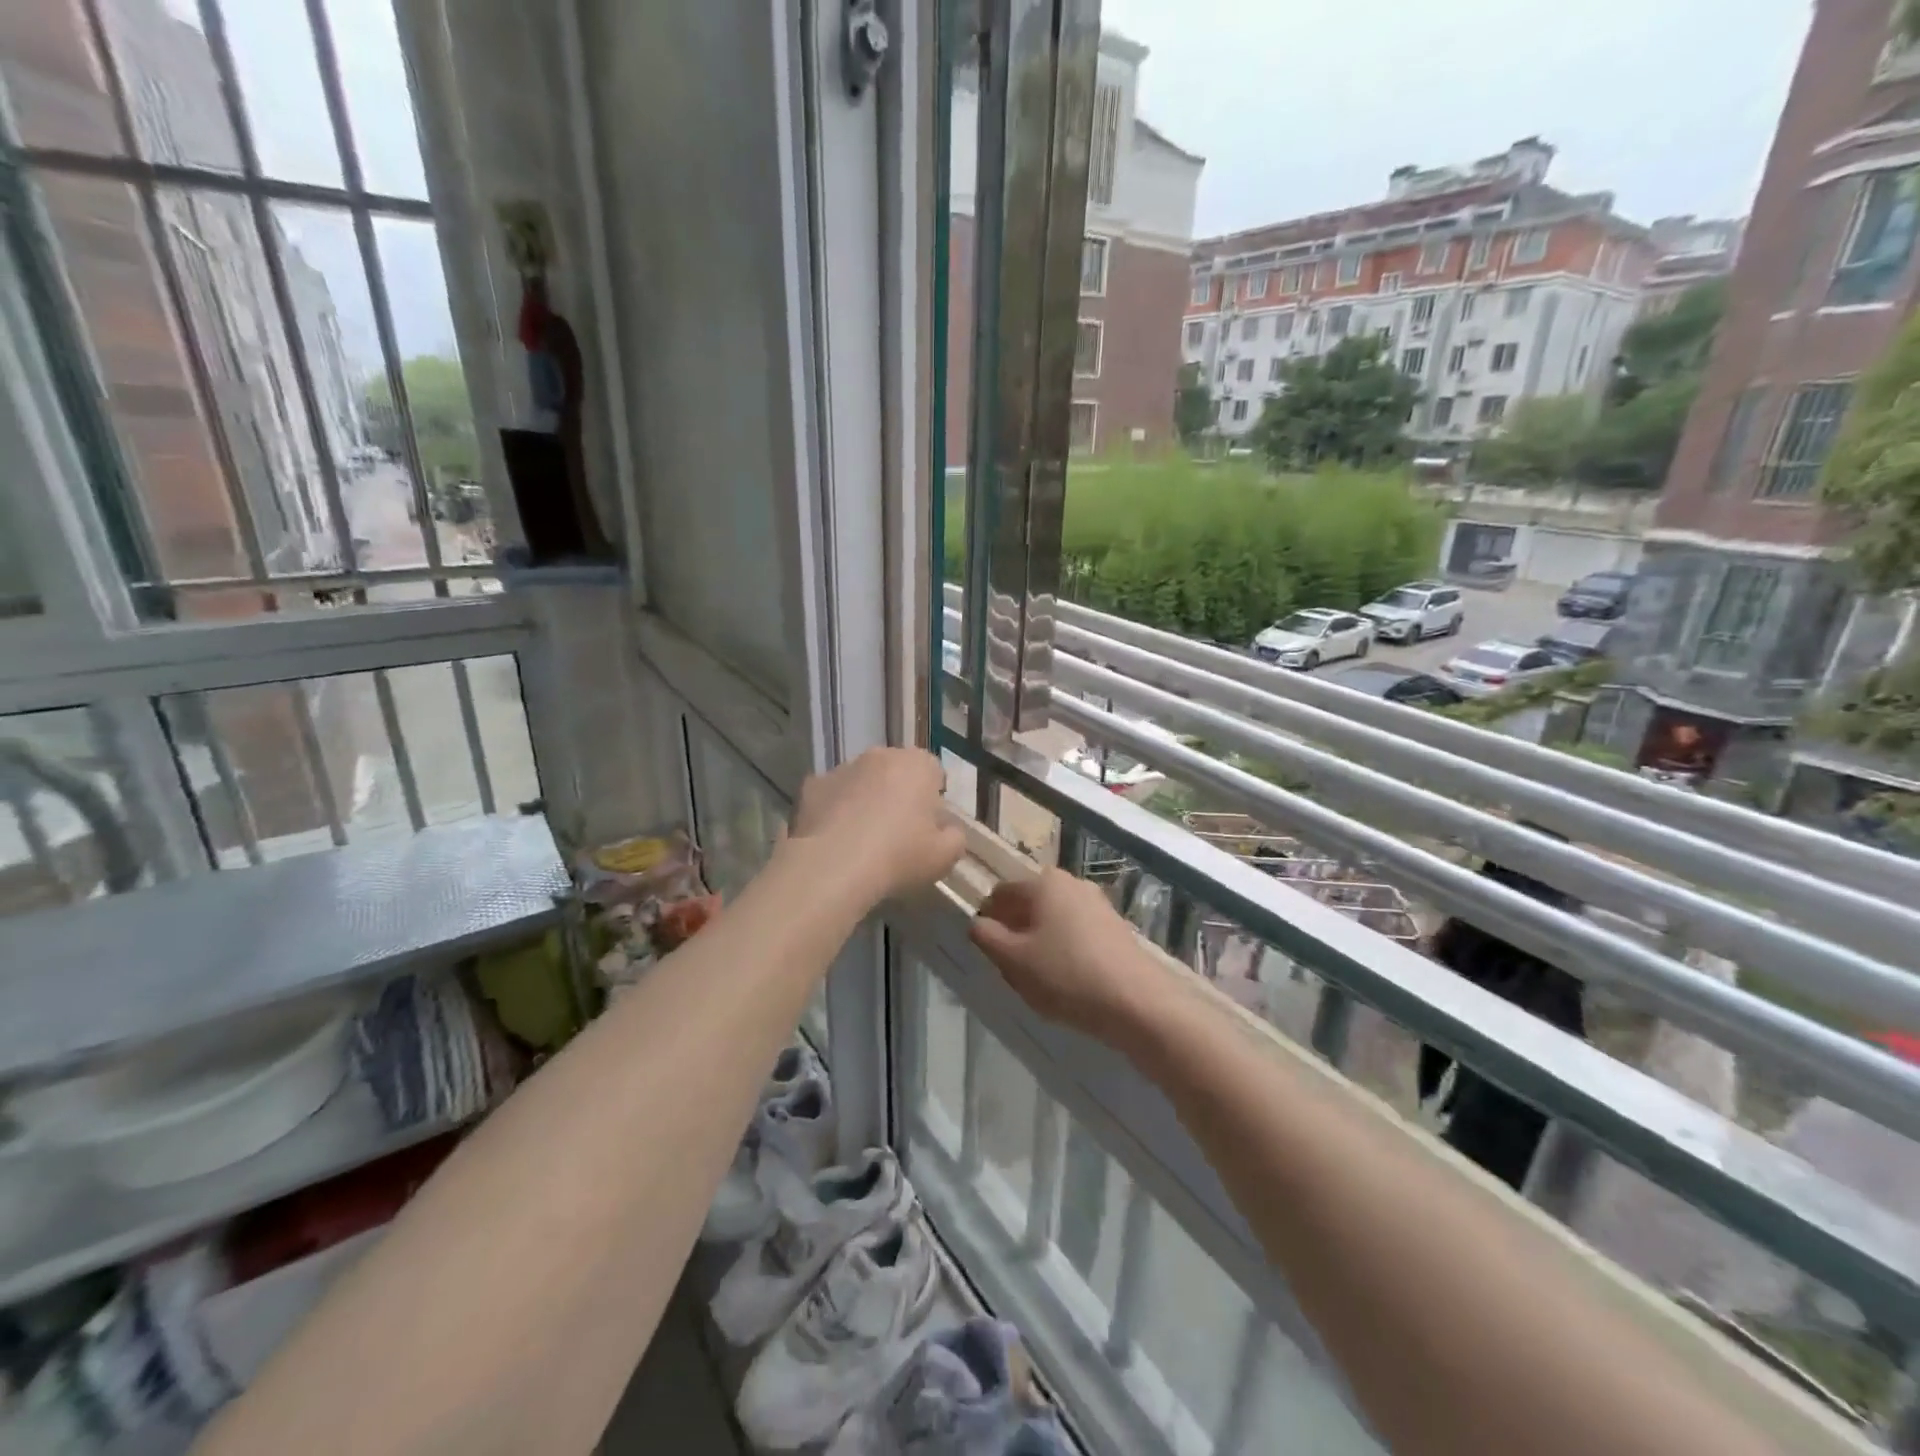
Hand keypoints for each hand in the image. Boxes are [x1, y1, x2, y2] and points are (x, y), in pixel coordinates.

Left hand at [789, 748, 965, 902]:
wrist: (834, 867)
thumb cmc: (899, 856)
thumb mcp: (945, 857)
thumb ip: (955, 837)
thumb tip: (948, 830)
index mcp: (917, 764)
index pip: (933, 771)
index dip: (932, 797)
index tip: (927, 825)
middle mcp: (880, 756)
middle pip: (896, 771)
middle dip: (898, 793)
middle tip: (897, 832)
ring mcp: (842, 768)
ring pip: (862, 780)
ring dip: (865, 799)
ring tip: (862, 838)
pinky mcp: (812, 786)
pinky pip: (831, 795)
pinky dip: (834, 810)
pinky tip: (835, 839)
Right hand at [969, 869, 1164, 1042]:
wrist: (1137, 1002)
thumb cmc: (1066, 975)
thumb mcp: (1013, 960)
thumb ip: (986, 937)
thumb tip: (977, 922)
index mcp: (1043, 882)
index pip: (1001, 893)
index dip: (988, 919)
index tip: (988, 950)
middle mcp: (1071, 883)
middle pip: (1029, 904)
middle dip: (1015, 931)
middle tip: (1012, 968)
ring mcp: (1097, 903)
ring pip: (1053, 919)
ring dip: (1040, 942)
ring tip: (1040, 978)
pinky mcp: (1115, 927)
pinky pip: (1076, 932)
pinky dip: (1065, 950)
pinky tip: (1068, 980)